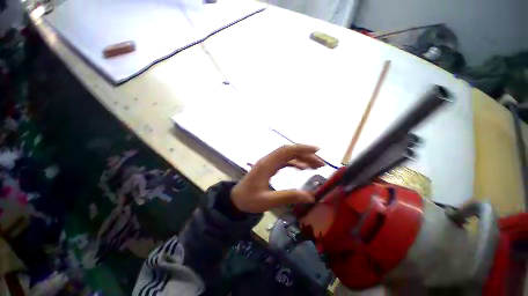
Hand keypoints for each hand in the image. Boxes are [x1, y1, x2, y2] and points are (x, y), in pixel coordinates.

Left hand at [231, 144, 324, 212]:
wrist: (236, 200)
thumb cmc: (249, 200)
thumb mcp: (268, 201)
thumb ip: (288, 197)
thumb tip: (310, 197)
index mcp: (267, 164)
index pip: (286, 150)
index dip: (302, 148)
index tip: (317, 150)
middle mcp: (268, 160)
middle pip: (289, 151)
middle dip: (306, 155)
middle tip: (320, 164)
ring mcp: (269, 163)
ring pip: (288, 156)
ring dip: (302, 159)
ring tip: (315, 166)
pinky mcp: (270, 167)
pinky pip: (284, 162)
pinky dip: (295, 163)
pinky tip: (302, 168)